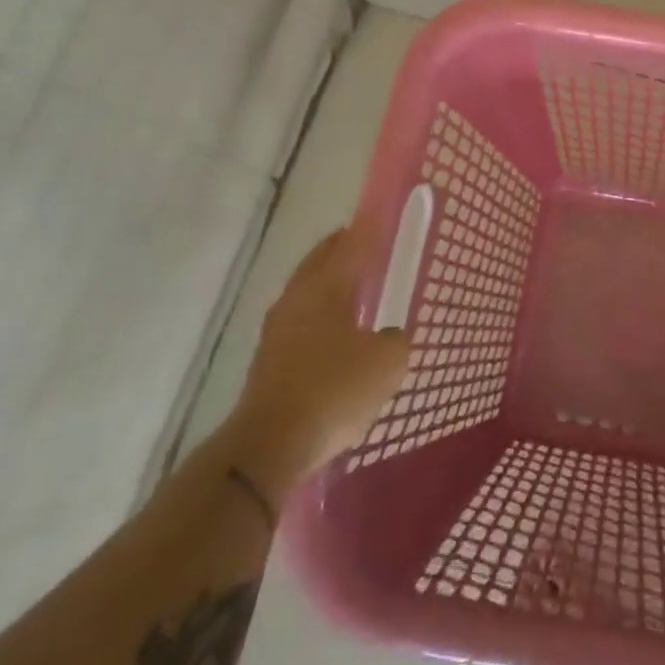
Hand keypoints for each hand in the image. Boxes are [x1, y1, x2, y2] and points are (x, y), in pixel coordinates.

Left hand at [227, 222, 410, 490]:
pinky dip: (321, 317)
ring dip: (329, 286)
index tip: (380, 220)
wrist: (270, 445)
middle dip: (342, 252)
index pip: (349, 245)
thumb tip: (388, 336)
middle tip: (367, 246)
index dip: (367, 231)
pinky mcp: (269, 362)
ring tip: (356, 289)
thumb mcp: (387, 362)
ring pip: (307, 294)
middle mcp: (296, 300)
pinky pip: (301, 324)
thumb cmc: (334, 390)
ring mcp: (277, 332)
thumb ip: (395, 340)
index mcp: (325, 288)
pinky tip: (338, 334)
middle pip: (320, 263)